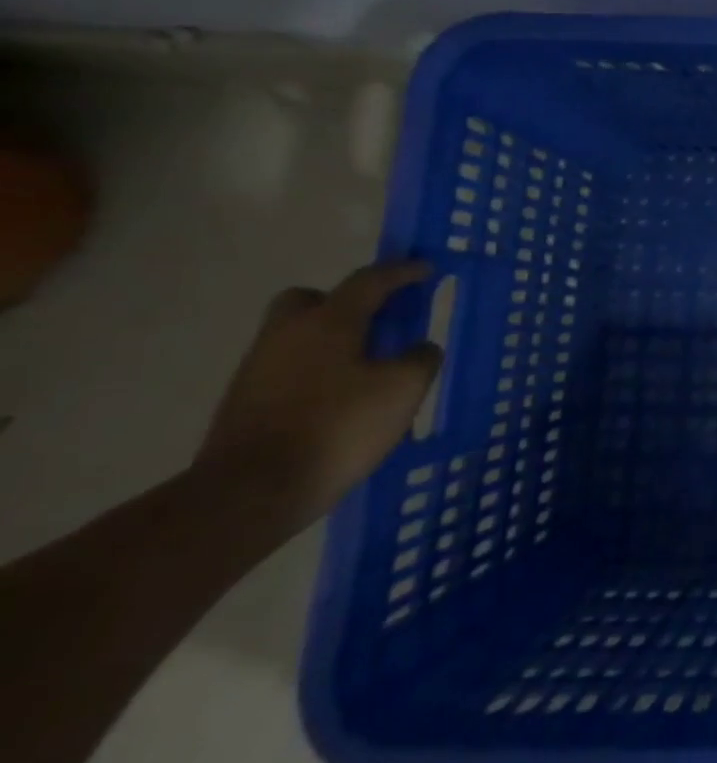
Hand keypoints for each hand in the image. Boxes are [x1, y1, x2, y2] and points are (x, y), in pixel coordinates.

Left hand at [197, 261, 443, 530]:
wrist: (250, 493)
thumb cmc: (338, 426)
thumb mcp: (403, 389)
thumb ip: (421, 358)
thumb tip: (419, 349)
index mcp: (328, 321)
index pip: (370, 280)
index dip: (402, 271)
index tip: (425, 269)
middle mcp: (287, 334)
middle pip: (312, 299)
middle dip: (345, 302)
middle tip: (378, 320)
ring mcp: (258, 369)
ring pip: (298, 336)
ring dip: (332, 340)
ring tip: (368, 367)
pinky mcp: (245, 403)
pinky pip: (289, 369)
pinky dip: (317, 371)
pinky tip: (341, 399)